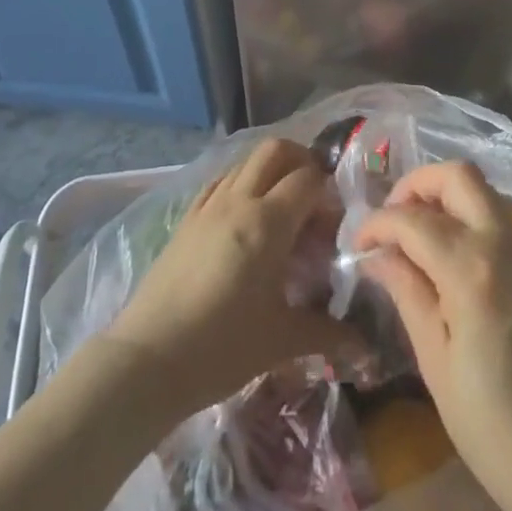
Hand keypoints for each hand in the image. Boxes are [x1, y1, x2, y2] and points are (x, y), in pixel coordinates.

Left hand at [104, 138, 357, 421]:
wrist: (147, 361)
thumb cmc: (221, 349)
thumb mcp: (281, 341)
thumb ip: (326, 333)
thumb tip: (365, 344)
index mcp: (268, 222)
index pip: (308, 179)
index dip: (328, 193)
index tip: (333, 223)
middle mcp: (239, 200)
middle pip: (276, 150)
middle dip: (301, 161)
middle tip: (313, 196)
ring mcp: (208, 205)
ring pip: (245, 161)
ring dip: (270, 170)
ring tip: (281, 208)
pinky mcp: (186, 218)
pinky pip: (220, 181)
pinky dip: (241, 183)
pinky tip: (244, 217)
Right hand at [353, 161, 511, 510]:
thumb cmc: (487, 422)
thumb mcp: (433, 359)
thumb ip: (407, 292)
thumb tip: (376, 254)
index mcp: (471, 271)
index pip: (413, 220)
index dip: (377, 224)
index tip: (356, 243)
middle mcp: (500, 245)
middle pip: (458, 176)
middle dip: (417, 184)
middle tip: (390, 217)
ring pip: (479, 188)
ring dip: (441, 194)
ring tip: (411, 230)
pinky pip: (493, 213)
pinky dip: (462, 211)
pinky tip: (441, 248)